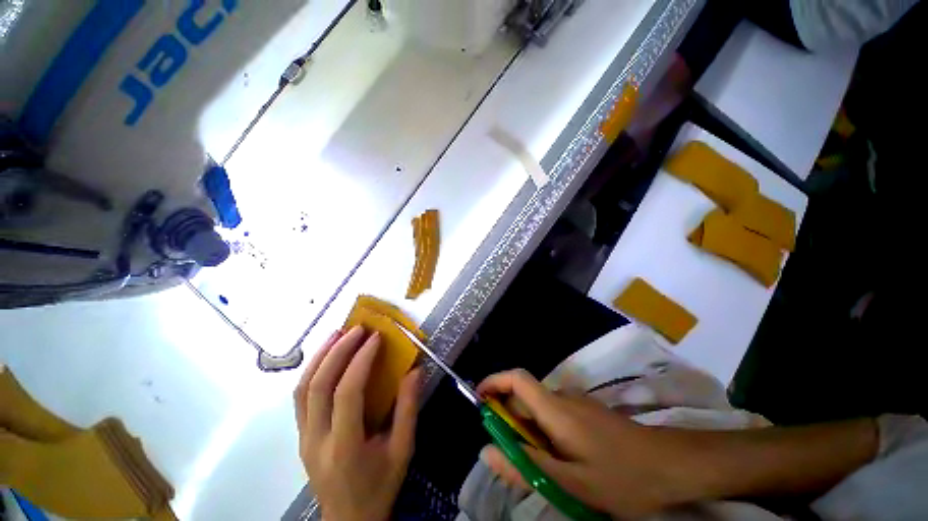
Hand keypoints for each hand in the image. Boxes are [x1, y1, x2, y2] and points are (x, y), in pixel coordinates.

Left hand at [294, 326, 420, 520]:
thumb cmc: (379, 486)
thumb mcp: (403, 450)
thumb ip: (408, 409)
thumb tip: (414, 370)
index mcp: (345, 446)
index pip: (347, 393)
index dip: (360, 360)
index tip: (375, 338)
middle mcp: (316, 440)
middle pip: (317, 386)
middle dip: (337, 351)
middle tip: (356, 329)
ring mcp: (303, 438)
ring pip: (301, 389)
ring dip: (320, 356)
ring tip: (337, 333)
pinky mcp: (300, 436)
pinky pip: (300, 397)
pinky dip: (312, 370)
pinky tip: (327, 356)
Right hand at [477, 370, 708, 518]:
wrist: (670, 463)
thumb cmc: (622, 476)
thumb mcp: (571, 483)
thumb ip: (526, 467)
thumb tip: (487, 451)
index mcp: (555, 408)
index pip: (516, 379)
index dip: (494, 382)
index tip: (480, 401)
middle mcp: (562, 396)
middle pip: (524, 396)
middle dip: (509, 420)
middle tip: (512, 457)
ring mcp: (576, 402)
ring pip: (539, 408)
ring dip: (528, 430)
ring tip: (540, 466)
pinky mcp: (585, 410)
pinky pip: (554, 413)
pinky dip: (544, 431)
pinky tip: (560, 460)